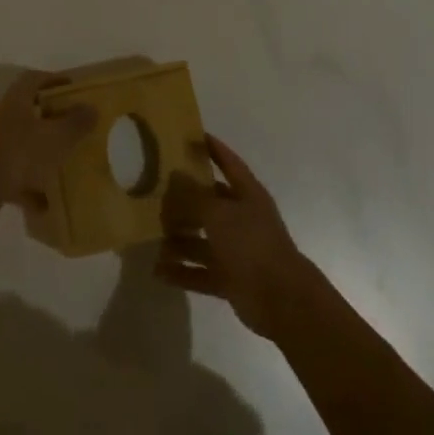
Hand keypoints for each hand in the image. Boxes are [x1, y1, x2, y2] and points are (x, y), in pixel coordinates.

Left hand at [0, 70, 96, 238]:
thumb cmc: (17, 155)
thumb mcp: (55, 137)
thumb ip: (76, 122)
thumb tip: (92, 107)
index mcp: (16, 103)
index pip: (33, 80)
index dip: (54, 79)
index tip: (73, 88)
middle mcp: (2, 121)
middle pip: (29, 112)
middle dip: (52, 119)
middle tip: (75, 127)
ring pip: (23, 146)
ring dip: (43, 155)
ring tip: (66, 166)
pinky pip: (16, 178)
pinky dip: (31, 189)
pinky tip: (47, 205)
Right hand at [158, 135, 315, 341]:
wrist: (280, 298)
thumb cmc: (251, 244)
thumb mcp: (219, 213)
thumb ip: (194, 196)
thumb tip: (175, 176)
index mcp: (247, 194)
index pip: (229, 163)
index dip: (213, 149)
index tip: (192, 137)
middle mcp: (242, 219)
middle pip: (210, 204)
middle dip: (185, 201)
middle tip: (156, 195)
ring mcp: (237, 250)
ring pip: (202, 240)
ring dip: (180, 239)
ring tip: (153, 237)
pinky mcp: (230, 279)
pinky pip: (200, 272)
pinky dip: (182, 271)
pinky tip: (158, 270)